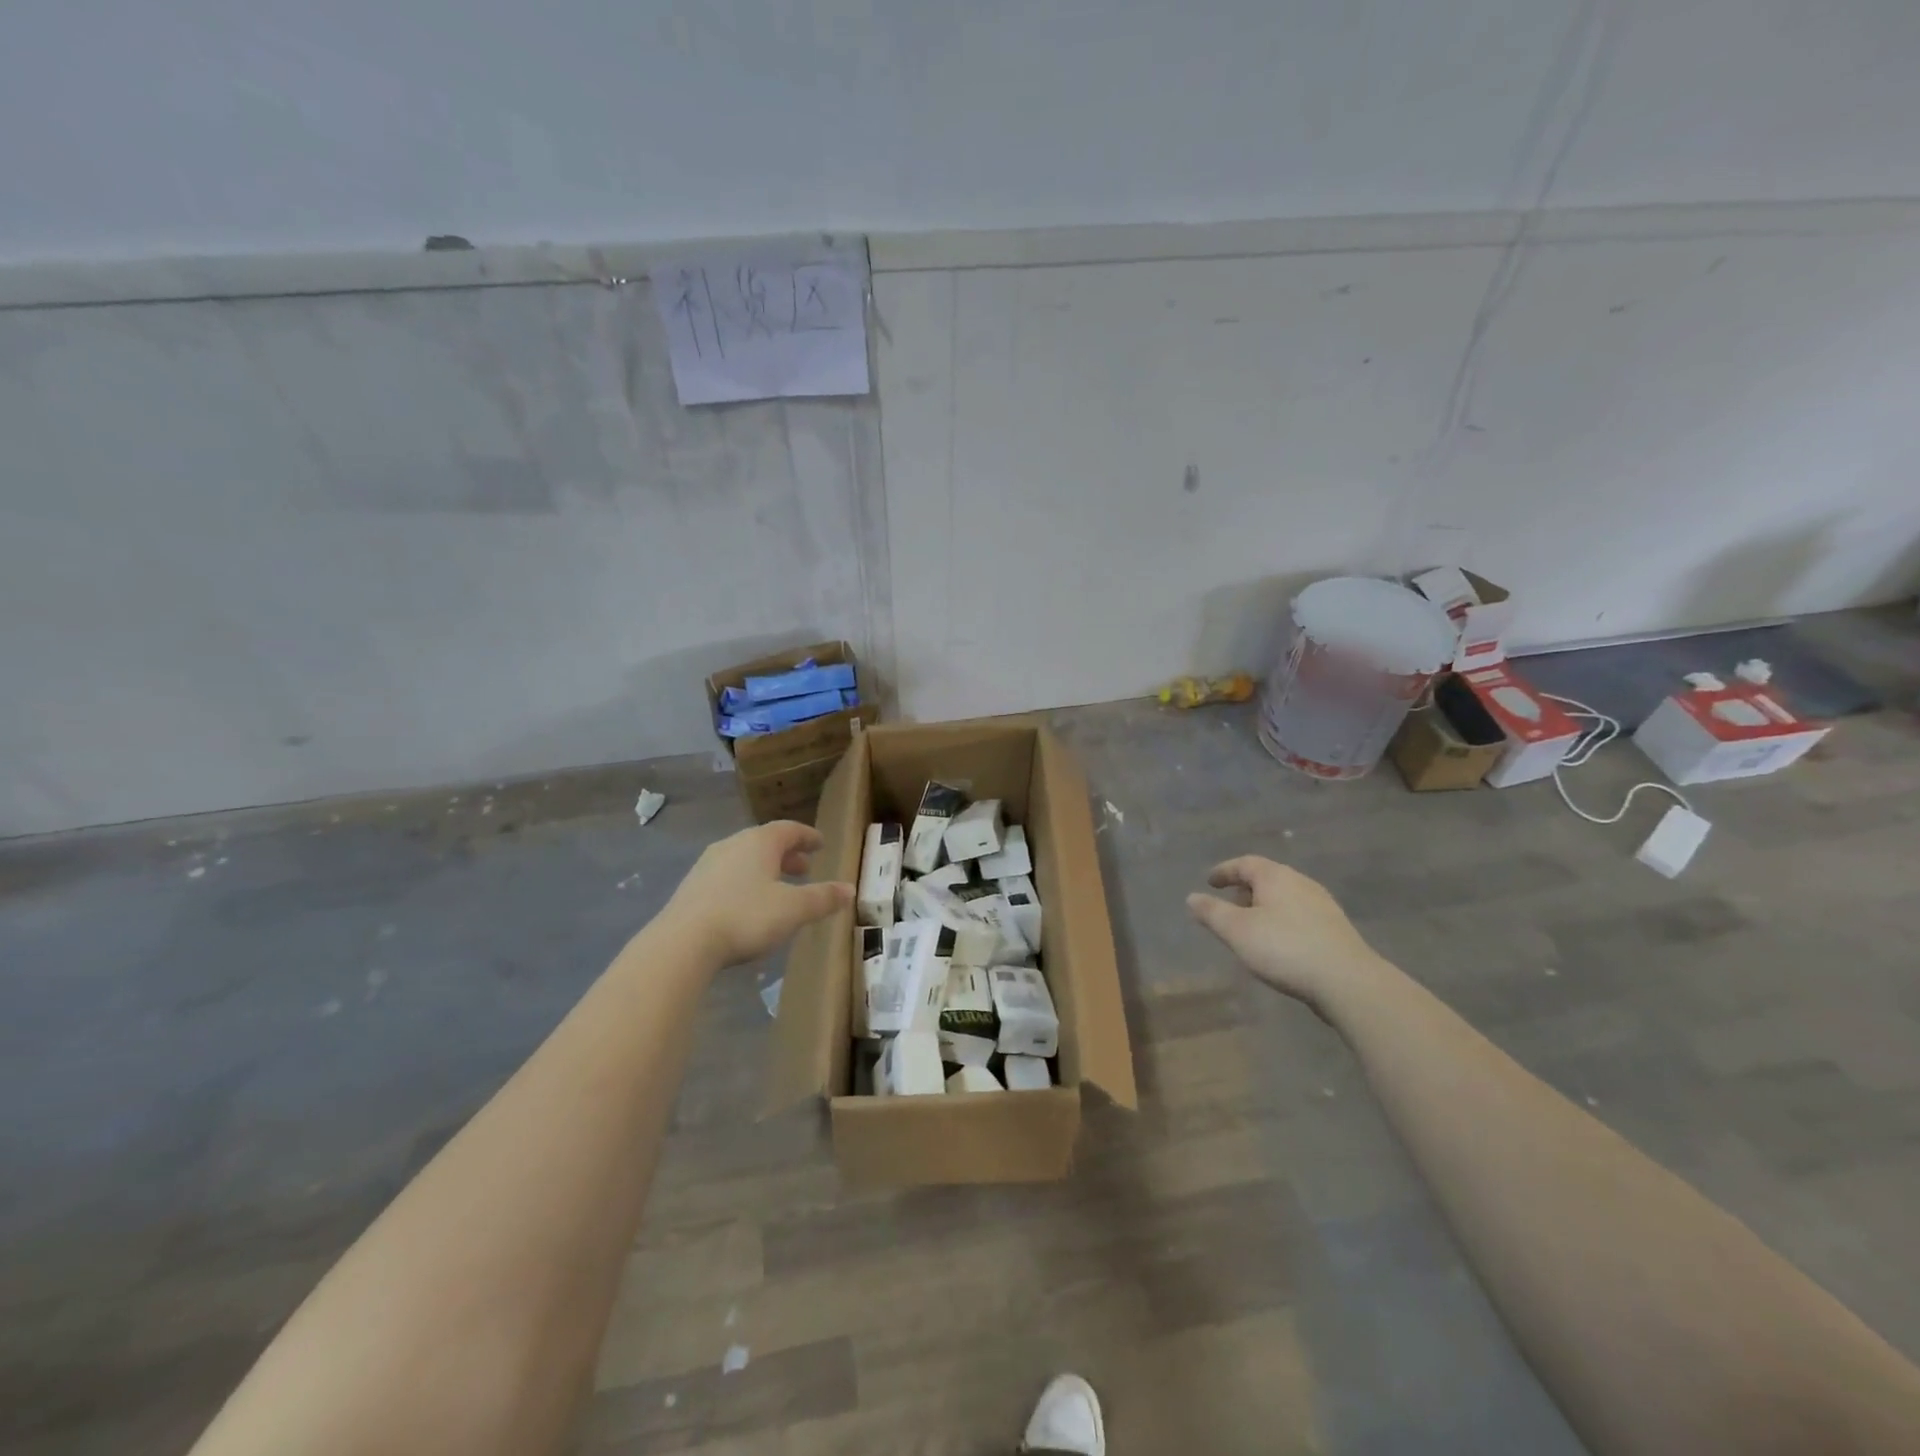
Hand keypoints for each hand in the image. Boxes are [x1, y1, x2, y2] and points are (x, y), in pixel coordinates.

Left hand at [664, 822, 852, 966]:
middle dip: (787, 854)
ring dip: (765, 868)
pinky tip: (748, 904)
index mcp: (760, 842)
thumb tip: (849, 889)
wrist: (682, 943)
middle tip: (805, 868)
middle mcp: (733, 845)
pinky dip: (745, 882)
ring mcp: (708, 865)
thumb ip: (823, 898)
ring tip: (778, 887)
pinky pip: (727, 875)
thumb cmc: (746, 917)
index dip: (807, 836)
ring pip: (744, 858)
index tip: (820, 843)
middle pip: (765, 842)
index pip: (789, 829)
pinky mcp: (692, 887)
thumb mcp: (794, 909)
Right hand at [1186, 855, 1392, 1014]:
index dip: (1225, 871)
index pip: (1245, 863)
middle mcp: (1301, 883)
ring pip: (1285, 897)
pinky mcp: (1335, 928)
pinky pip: (1299, 915)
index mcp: (1276, 876)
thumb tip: (1192, 897)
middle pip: (1267, 878)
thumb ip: (1212, 912)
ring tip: (1251, 928)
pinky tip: (1279, 944)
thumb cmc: (1285, 948)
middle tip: (1228, 906)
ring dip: (1264, 907)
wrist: (1348, 981)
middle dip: (1245, 889)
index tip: (1210, 882)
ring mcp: (1323, 905)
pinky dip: (1282, 921)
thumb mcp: (1237, 931)